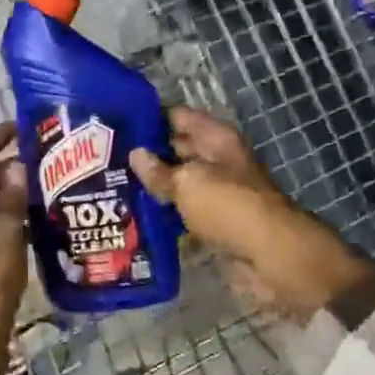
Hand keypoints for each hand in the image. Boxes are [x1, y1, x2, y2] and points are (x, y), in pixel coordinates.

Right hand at [128, 107, 364, 320]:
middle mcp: (217, 161)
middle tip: (103, 159)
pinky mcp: (214, 223)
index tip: (114, 123)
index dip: (148, 117)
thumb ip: (159, 171)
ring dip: (152, 187)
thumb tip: (136, 155)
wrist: (271, 257)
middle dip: (145, 154)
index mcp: (216, 139)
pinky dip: (163, 215)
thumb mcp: (188, 183)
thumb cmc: (230, 207)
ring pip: (178, 183)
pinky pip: (183, 213)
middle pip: (176, 149)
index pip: (177, 117)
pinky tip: (133, 217)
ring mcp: (216, 193)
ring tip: (111, 187)